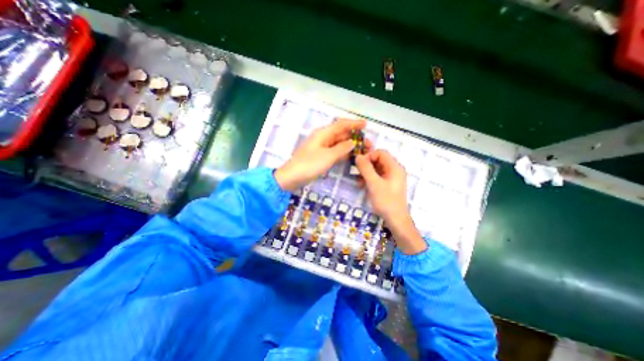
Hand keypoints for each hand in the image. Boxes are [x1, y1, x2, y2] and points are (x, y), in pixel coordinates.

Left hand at [274, 119, 368, 191]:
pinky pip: (335, 152)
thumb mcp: (328, 156)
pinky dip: (343, 153)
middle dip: (355, 137)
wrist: (292, 177)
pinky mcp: (321, 156)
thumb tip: (353, 142)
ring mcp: (321, 148)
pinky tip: (351, 156)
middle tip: (368, 144)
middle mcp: (323, 138)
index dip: (354, 123)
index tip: (366, 125)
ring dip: (350, 146)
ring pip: (339, 143)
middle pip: (341, 134)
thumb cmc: (309, 164)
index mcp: (323, 133)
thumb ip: (342, 148)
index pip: (341, 124)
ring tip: (363, 150)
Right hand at [357, 150, 426, 253]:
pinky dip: (370, 179)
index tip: (359, 165)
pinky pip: (378, 177)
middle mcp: (395, 170)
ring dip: (366, 173)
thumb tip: (358, 156)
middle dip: (366, 166)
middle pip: (378, 160)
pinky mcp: (389, 185)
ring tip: (358, 182)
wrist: (396, 220)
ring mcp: (392, 178)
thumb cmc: (386, 201)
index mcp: (394, 167)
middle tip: (356, 173)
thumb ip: (365, 168)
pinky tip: (363, 186)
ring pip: (377, 169)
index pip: (380, 153)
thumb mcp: (373, 183)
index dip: (369, 156)